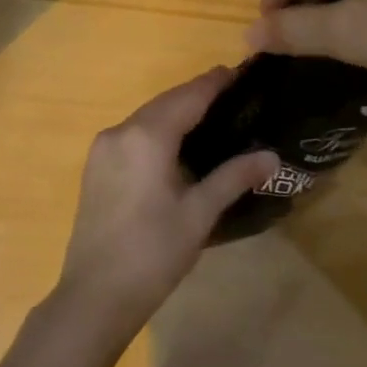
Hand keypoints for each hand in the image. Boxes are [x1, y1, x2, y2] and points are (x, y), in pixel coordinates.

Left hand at [55, 68, 278, 339]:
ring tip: (211, 116)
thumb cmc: (153, 253)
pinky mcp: (96, 168)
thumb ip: (234, 177)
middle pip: (165, 102)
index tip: (240, 70)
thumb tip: (271, 156)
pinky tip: (177, 144)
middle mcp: (120, 132)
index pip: (188, 97)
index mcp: (146, 137)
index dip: (214, 83)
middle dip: (196, 95)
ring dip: (176, 112)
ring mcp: (102, 149)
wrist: (95, 296)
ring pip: (146, 118)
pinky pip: (132, 135)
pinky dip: (157, 130)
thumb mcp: (199, 214)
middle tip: (232, 94)